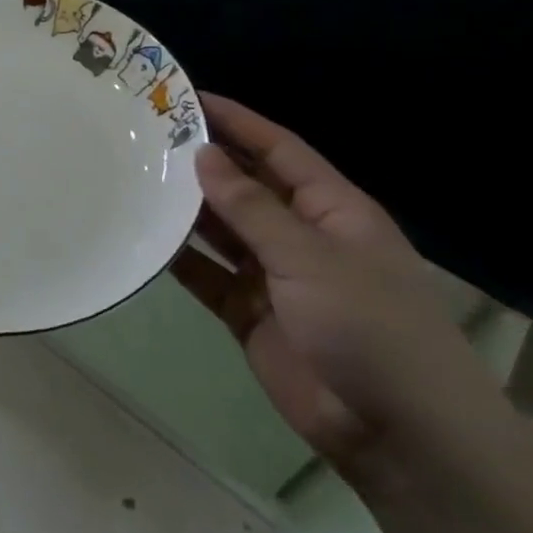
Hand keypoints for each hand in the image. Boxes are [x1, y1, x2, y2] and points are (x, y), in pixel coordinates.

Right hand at [172, 94, 505, 481]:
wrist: (397, 434)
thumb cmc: (370, 328)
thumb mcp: (311, 258)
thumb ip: (252, 208)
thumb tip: (204, 155)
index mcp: (333, 210)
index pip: (279, 151)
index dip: (237, 122)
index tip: (188, 98)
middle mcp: (302, 235)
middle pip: (246, 187)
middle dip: (203, 163)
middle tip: (145, 137)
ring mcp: (274, 276)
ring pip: (221, 230)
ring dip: (185, 209)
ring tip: (135, 180)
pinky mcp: (248, 312)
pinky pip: (207, 274)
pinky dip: (179, 259)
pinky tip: (144, 239)